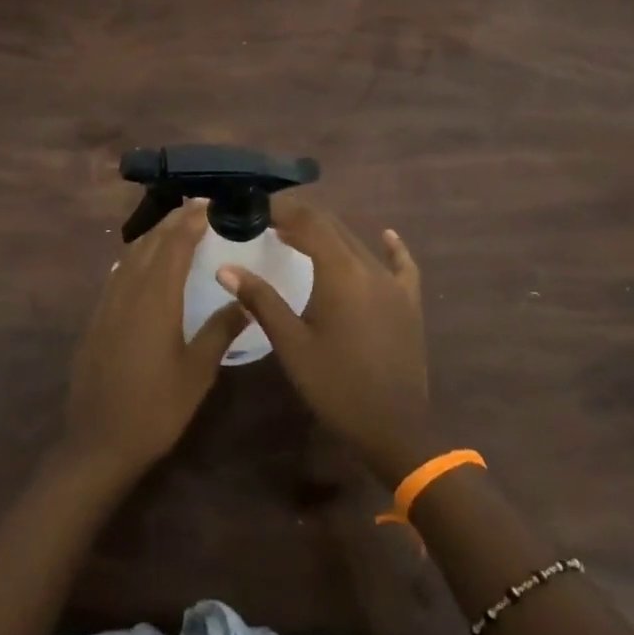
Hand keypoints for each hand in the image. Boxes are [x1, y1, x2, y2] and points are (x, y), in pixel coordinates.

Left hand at [62, 199, 249, 484]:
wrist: (98, 441)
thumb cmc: (156, 409)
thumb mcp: (197, 372)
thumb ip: (220, 330)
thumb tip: (245, 299)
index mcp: (156, 299)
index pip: (174, 246)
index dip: (190, 222)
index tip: (208, 204)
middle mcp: (128, 291)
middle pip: (150, 244)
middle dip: (173, 222)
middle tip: (196, 208)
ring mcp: (107, 304)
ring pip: (130, 256)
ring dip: (153, 236)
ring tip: (174, 227)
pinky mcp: (96, 318)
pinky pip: (117, 274)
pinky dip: (134, 257)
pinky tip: (142, 263)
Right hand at [217, 198, 435, 484]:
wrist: (393, 427)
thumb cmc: (335, 385)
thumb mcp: (291, 344)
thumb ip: (260, 299)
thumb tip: (225, 268)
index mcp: (340, 272)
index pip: (309, 222)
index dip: (282, 209)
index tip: (255, 207)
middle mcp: (370, 267)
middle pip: (333, 227)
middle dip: (299, 219)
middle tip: (266, 222)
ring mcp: (394, 284)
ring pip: (358, 243)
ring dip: (327, 234)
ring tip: (294, 236)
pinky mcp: (408, 302)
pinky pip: (401, 264)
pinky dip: (389, 247)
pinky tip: (386, 235)